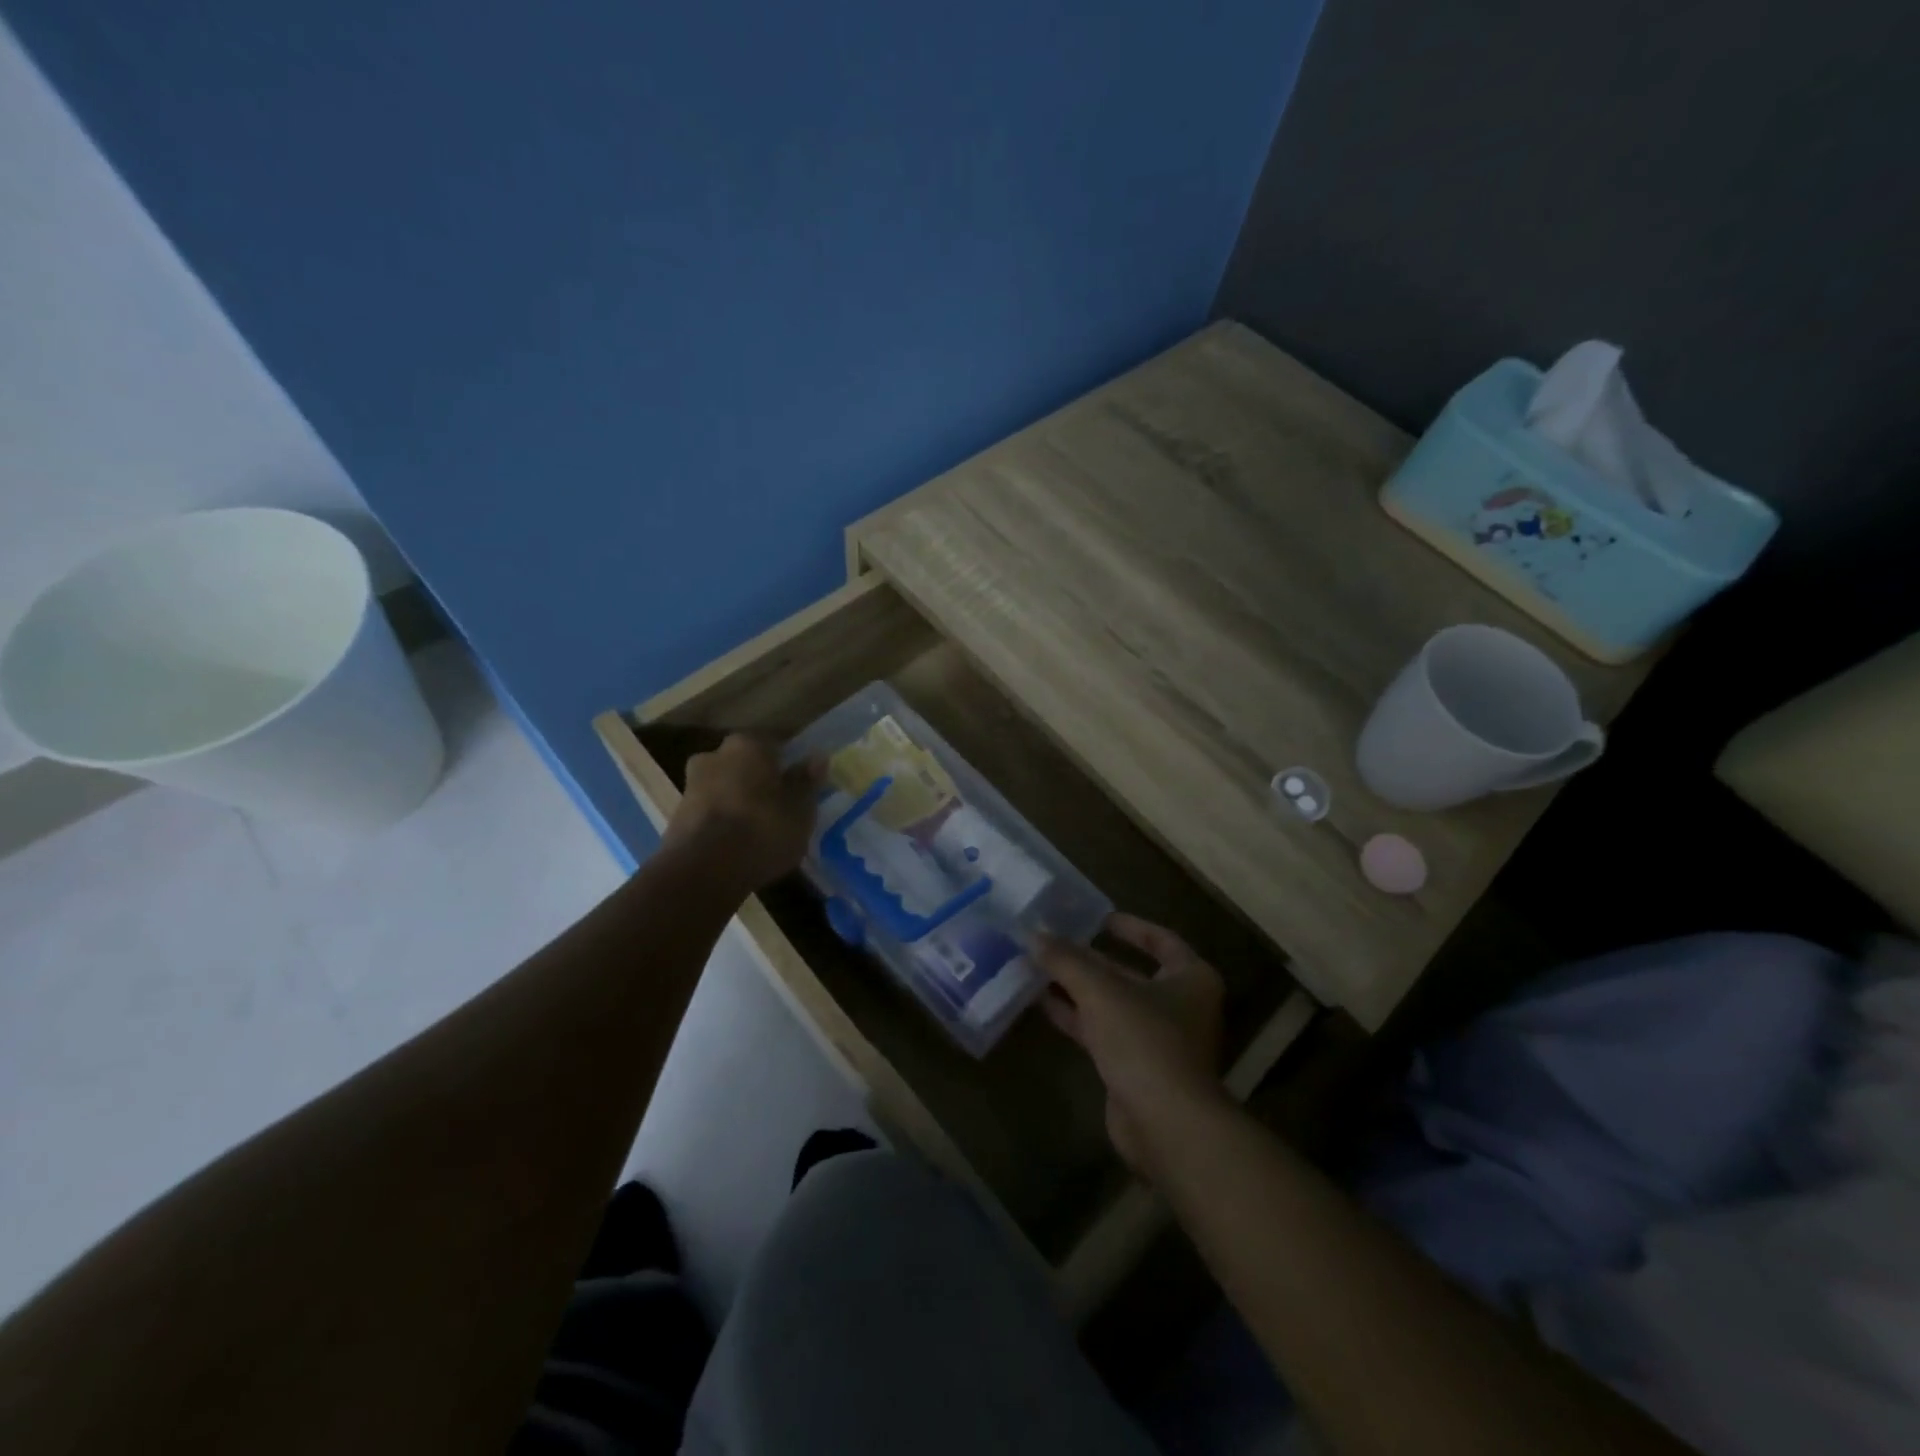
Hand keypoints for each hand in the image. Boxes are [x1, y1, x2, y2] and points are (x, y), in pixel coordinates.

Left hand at [661, 735, 821, 892]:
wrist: (702, 870)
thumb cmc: (762, 830)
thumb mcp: (800, 809)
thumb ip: (807, 781)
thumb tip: (817, 757)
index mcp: (748, 745)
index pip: (774, 745)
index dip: (788, 765)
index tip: (799, 785)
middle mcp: (715, 755)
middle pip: (744, 764)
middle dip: (759, 780)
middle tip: (779, 806)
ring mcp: (691, 785)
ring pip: (725, 786)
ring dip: (739, 801)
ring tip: (759, 829)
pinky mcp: (677, 815)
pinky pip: (711, 811)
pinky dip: (723, 821)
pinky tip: (737, 843)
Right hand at [1035, 915, 1226, 1180]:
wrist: (1165, 1125)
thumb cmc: (1145, 1041)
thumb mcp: (1101, 991)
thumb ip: (1067, 960)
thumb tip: (1034, 934)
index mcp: (1190, 978)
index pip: (1160, 940)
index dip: (1129, 927)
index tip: (1096, 917)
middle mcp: (1179, 1005)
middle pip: (1129, 972)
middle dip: (1090, 959)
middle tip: (1052, 940)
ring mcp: (1157, 1039)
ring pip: (1111, 1003)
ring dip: (1076, 987)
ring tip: (1037, 966)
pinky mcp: (1135, 1067)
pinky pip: (1101, 1030)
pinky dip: (1075, 1016)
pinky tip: (1041, 1002)